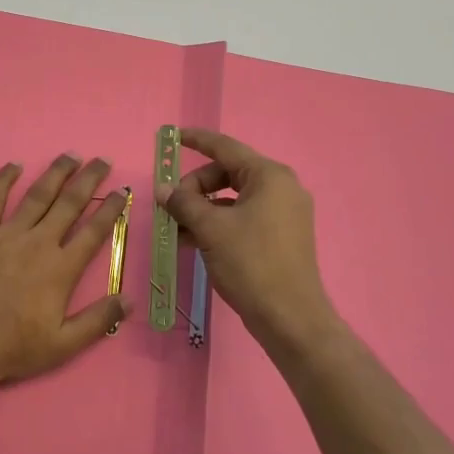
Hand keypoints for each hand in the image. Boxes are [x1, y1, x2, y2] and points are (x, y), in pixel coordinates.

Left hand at [0, 154, 130, 384]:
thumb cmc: (15, 346)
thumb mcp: (65, 344)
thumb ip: (98, 320)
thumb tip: (130, 300)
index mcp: (62, 268)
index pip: (94, 230)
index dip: (111, 209)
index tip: (122, 191)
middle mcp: (39, 242)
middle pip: (69, 204)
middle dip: (89, 180)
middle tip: (102, 160)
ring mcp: (7, 234)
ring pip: (37, 195)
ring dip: (55, 173)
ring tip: (70, 155)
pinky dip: (3, 179)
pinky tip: (14, 165)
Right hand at [156, 128, 340, 358]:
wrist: (290, 318)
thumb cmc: (251, 264)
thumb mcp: (210, 229)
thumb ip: (184, 203)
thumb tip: (163, 189)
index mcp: (269, 176)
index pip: (226, 148)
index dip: (197, 140)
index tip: (173, 135)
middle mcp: (281, 188)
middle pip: (227, 173)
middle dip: (195, 186)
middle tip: (170, 206)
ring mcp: (283, 213)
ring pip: (232, 198)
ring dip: (202, 208)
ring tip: (175, 227)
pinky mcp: (281, 236)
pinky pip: (242, 217)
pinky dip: (217, 223)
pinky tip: (192, 241)